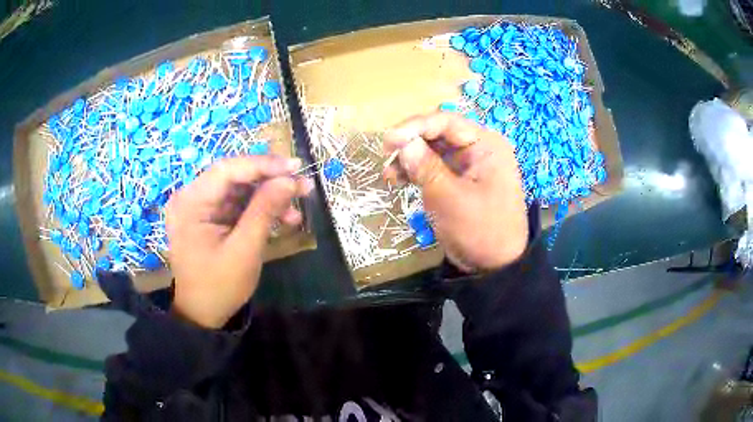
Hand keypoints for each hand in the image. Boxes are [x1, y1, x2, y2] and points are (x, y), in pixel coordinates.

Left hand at [165, 156, 310, 327]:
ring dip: (268, 197)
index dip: (263, 165)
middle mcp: (191, 197)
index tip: (296, 167)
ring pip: (239, 190)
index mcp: (190, 202)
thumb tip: (289, 179)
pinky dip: (259, 210)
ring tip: (297, 210)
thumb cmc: (219, 286)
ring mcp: (199, 207)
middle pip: (234, 177)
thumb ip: (265, 210)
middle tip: (303, 186)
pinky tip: (283, 219)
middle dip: (270, 181)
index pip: (228, 169)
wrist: (202, 314)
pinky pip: (236, 205)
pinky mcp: (209, 217)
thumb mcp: (245, 250)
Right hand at [383, 112, 527, 271]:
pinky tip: (397, 180)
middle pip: (438, 134)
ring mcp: (469, 165)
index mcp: (486, 145)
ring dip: (409, 158)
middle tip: (385, 155)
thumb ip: (426, 167)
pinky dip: (416, 172)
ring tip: (388, 174)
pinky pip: (435, 168)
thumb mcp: (450, 198)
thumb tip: (403, 143)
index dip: (415, 126)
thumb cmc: (479, 230)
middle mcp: (478, 149)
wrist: (495, 267)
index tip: (388, 140)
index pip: (447, 122)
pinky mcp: (459, 181)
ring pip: (433, 151)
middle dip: (410, 143)